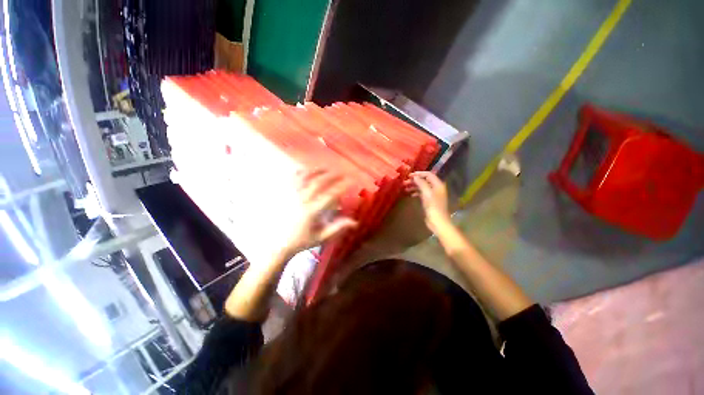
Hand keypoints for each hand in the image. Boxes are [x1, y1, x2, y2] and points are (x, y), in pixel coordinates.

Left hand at [282, 169, 357, 254]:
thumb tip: (354, 222)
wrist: (276, 244)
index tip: (351, 181)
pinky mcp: (283, 193)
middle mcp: (302, 200)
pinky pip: (291, 178)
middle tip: (341, 172)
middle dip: (332, 175)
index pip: (331, 195)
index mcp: (312, 211)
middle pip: (319, 181)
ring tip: (325, 168)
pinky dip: (300, 172)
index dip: (343, 186)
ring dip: (317, 170)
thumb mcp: (321, 237)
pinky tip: (306, 170)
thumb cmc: (301, 240)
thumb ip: (337, 228)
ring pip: (305, 176)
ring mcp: (291, 195)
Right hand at [404, 171, 450, 233]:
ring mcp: (433, 194)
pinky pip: (422, 193)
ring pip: (422, 187)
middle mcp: (436, 188)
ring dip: (414, 186)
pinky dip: (416, 193)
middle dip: (414, 181)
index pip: (428, 174)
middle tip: (404, 182)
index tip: (409, 175)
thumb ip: (421, 183)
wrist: (437, 221)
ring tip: (405, 188)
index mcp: (438, 184)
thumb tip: (415, 176)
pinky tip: (410, 195)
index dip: (419, 174)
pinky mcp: (430, 201)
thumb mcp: (426, 193)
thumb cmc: (433, 206)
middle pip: (424, 180)